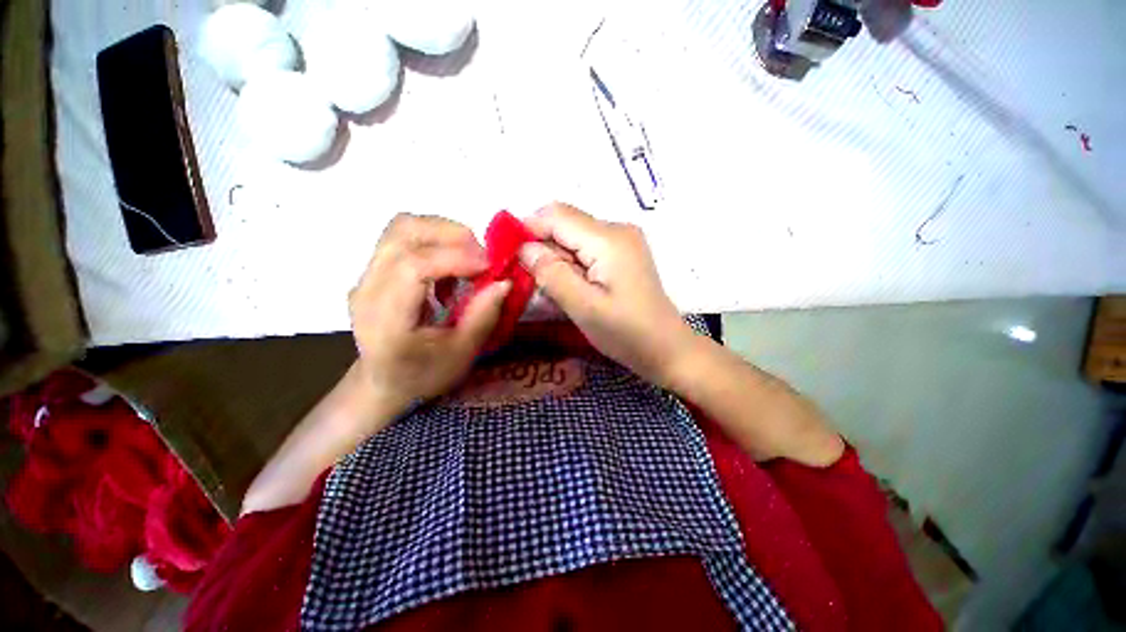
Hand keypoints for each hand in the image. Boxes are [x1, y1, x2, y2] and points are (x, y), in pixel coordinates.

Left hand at [349, 214, 510, 412]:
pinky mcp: (374, 270)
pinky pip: (405, 238)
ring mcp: (367, 275)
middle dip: (452, 235)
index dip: (456, 257)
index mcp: (386, 318)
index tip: (490, 265)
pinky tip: (451, 267)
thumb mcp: (462, 353)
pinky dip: (435, 242)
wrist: (384, 383)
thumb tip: (505, 280)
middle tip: (483, 257)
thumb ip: (483, 315)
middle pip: (404, 232)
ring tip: (469, 259)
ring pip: (403, 227)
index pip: (413, 266)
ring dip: (444, 234)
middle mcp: (367, 288)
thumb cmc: (425, 375)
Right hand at [519, 203, 694, 385]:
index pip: (556, 215)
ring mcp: (621, 242)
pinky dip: (568, 265)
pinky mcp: (621, 255)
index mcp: (609, 239)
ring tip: (546, 289)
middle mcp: (616, 230)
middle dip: (539, 246)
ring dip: (553, 259)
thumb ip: (551, 274)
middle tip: (524, 279)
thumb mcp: (584, 307)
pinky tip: (567, 287)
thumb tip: (523, 247)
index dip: (526, 229)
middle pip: (564, 224)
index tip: (504, 255)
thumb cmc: (627, 334)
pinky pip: (584, 250)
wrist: (667, 349)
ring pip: (572, 238)